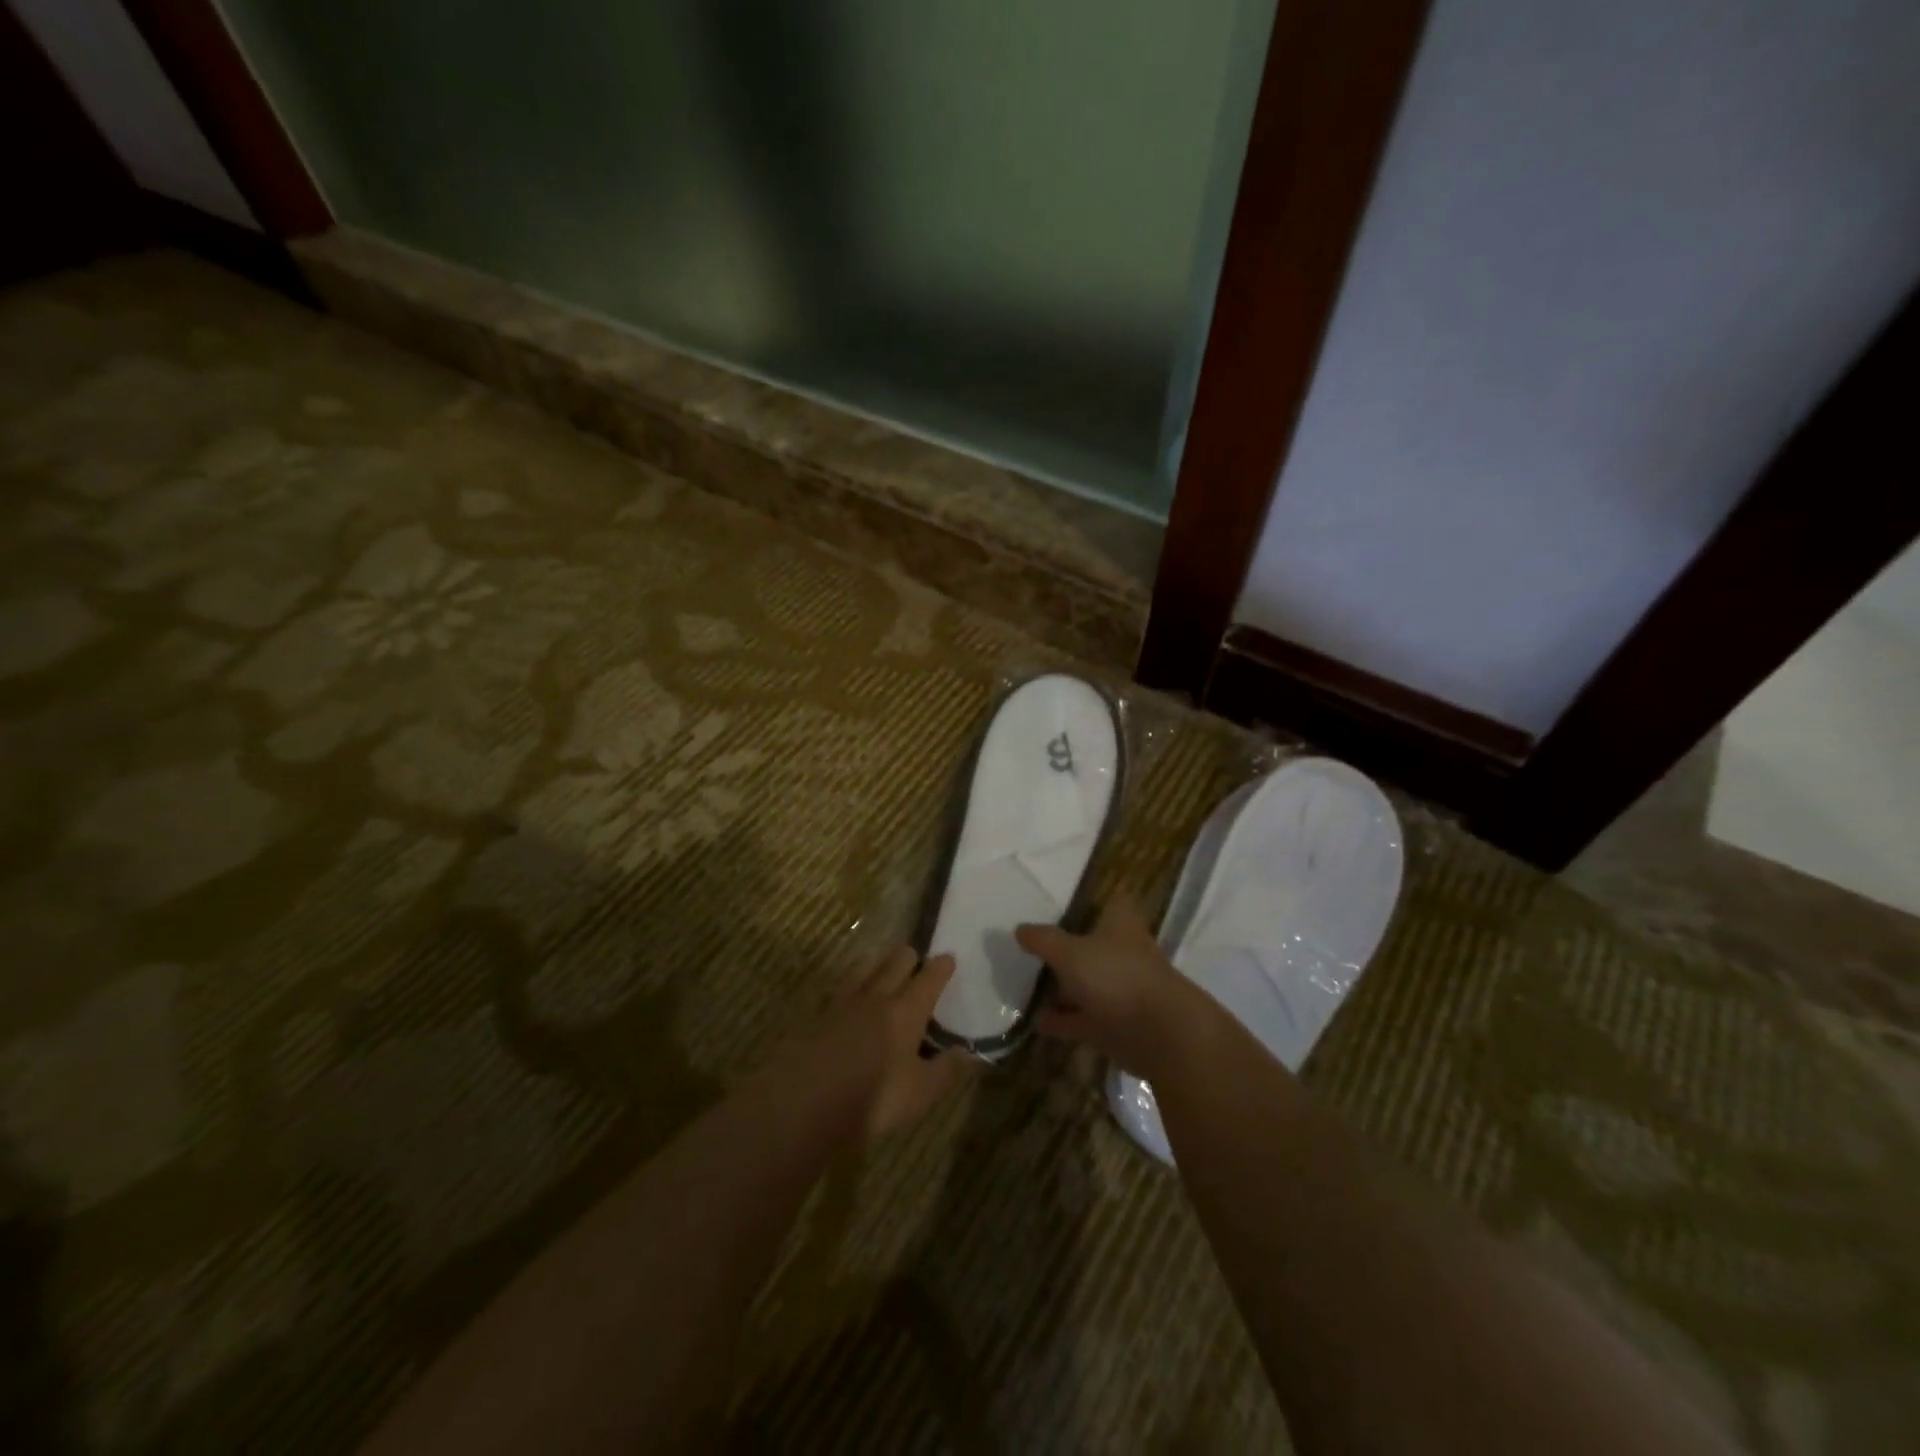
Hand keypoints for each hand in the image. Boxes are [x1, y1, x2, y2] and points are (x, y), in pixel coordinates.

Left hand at [789, 946, 974, 1141]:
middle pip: (893, 967)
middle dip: (906, 958)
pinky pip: (840, 991)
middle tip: (913, 953)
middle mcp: (875, 999)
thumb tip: (969, 1052)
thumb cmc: (873, 1098)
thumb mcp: (920, 1092)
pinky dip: (850, 986)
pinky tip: (847, 994)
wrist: (804, 1102)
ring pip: (863, 972)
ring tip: (880, 962)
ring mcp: (842, 1005)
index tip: (948, 957)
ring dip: (876, 965)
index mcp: (906, 1012)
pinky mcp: (816, 1018)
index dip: (940, 968)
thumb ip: (945, 1070)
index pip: (928, 981)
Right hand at [1016, 896, 1213, 1080]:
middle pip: (1093, 944)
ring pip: (1087, 982)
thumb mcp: (1070, 952)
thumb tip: (1020, 929)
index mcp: (1121, 924)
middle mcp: (1123, 953)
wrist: (1159, 1035)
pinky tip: (1036, 1021)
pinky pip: (1082, 1017)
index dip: (1090, 900)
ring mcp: (1121, 989)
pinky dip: (1062, 1020)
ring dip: (1062, 987)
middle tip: (1033, 946)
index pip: (1110, 901)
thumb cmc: (1116, 977)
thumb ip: (1043, 940)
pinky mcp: (1116, 1024)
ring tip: (1026, 985)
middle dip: (1068, 946)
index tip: (1063, 902)